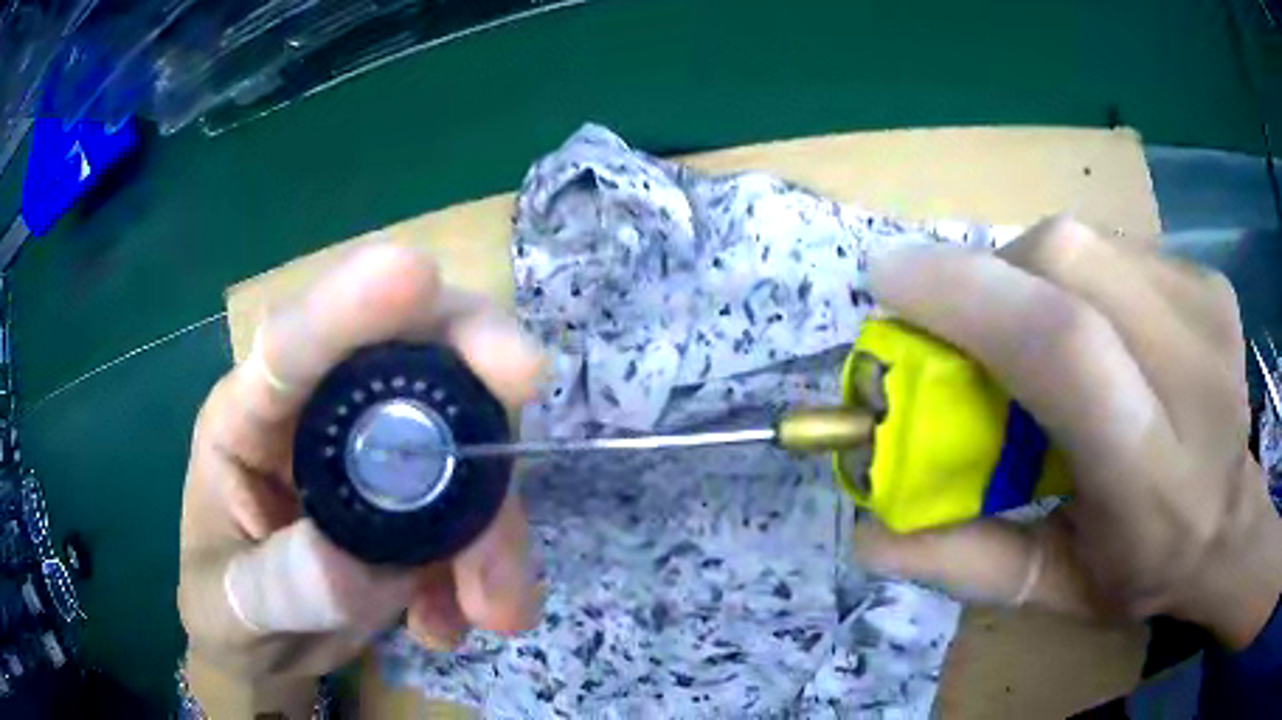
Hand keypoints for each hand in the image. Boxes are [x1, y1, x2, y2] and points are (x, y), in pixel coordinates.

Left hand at [177, 246, 543, 709]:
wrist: (265, 644)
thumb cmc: (226, 607)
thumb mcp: (229, 606)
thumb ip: (276, 585)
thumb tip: (346, 564)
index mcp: (250, 417)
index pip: (293, 344)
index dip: (349, 304)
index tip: (417, 274)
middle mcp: (322, 415)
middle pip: (409, 349)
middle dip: (472, 359)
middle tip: (527, 377)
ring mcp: (378, 453)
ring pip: (462, 439)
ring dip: (493, 522)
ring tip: (495, 610)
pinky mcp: (420, 499)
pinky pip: (475, 510)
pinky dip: (485, 566)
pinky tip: (447, 624)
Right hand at [855, 217, 1281, 649]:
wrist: (1230, 522)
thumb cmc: (1143, 569)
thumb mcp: (1053, 589)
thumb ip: (965, 563)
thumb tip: (867, 531)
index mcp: (1152, 480)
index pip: (1065, 350)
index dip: (969, 297)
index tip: (890, 283)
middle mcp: (1194, 375)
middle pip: (1069, 262)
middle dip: (992, 277)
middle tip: (967, 323)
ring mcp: (1209, 309)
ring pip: (1085, 241)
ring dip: (1030, 273)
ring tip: (1035, 330)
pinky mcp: (1209, 280)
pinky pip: (1114, 246)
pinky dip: (1076, 273)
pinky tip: (1094, 321)